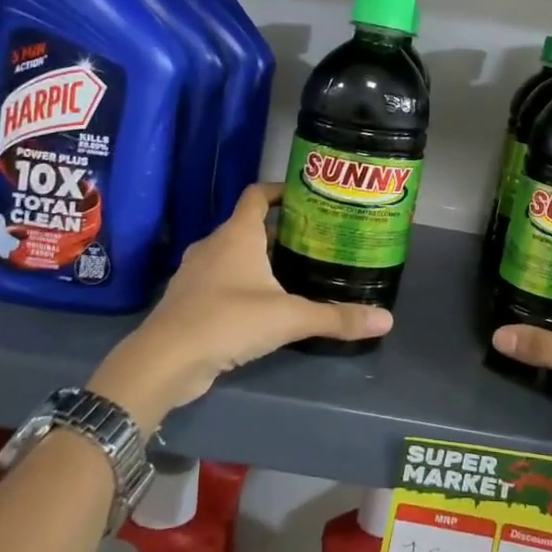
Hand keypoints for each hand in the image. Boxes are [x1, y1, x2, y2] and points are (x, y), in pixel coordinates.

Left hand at [89, 183, 391, 421]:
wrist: (164, 361)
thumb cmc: (227, 321)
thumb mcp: (289, 318)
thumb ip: (336, 317)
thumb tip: (387, 319)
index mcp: (237, 235)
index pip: (257, 195)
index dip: (281, 190)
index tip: (308, 197)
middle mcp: (214, 245)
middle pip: (249, 226)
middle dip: (281, 231)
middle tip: (315, 241)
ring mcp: (196, 273)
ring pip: (234, 254)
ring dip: (260, 258)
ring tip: (294, 272)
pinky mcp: (189, 300)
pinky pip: (221, 279)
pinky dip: (242, 283)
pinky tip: (263, 304)